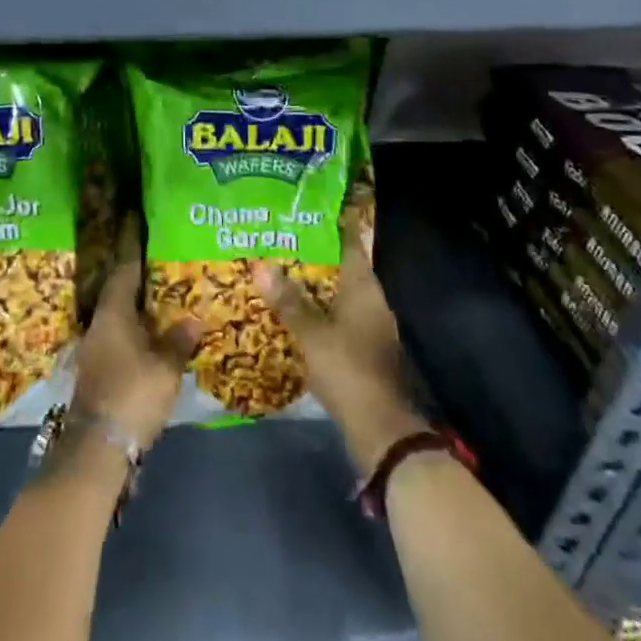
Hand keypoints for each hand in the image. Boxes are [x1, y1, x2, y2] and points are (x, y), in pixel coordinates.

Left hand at [72, 256, 201, 450]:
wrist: (98, 446)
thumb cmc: (133, 394)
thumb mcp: (166, 368)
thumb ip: (179, 341)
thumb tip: (192, 319)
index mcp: (112, 314)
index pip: (123, 273)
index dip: (134, 254)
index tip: (145, 237)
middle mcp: (98, 325)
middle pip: (118, 295)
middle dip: (140, 285)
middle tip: (165, 272)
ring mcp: (94, 349)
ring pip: (118, 319)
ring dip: (137, 312)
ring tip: (164, 306)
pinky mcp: (97, 371)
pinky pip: (117, 339)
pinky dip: (134, 334)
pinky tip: (152, 340)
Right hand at [253, 234, 429, 475]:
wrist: (380, 430)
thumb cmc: (348, 370)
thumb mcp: (312, 334)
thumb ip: (288, 301)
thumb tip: (261, 265)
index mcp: (364, 288)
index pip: (349, 244)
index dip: (329, 226)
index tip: (302, 211)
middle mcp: (370, 301)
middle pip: (340, 268)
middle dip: (311, 256)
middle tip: (277, 239)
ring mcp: (368, 326)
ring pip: (336, 294)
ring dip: (311, 285)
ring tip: (277, 271)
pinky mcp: (361, 349)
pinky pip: (335, 317)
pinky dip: (315, 310)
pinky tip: (290, 311)